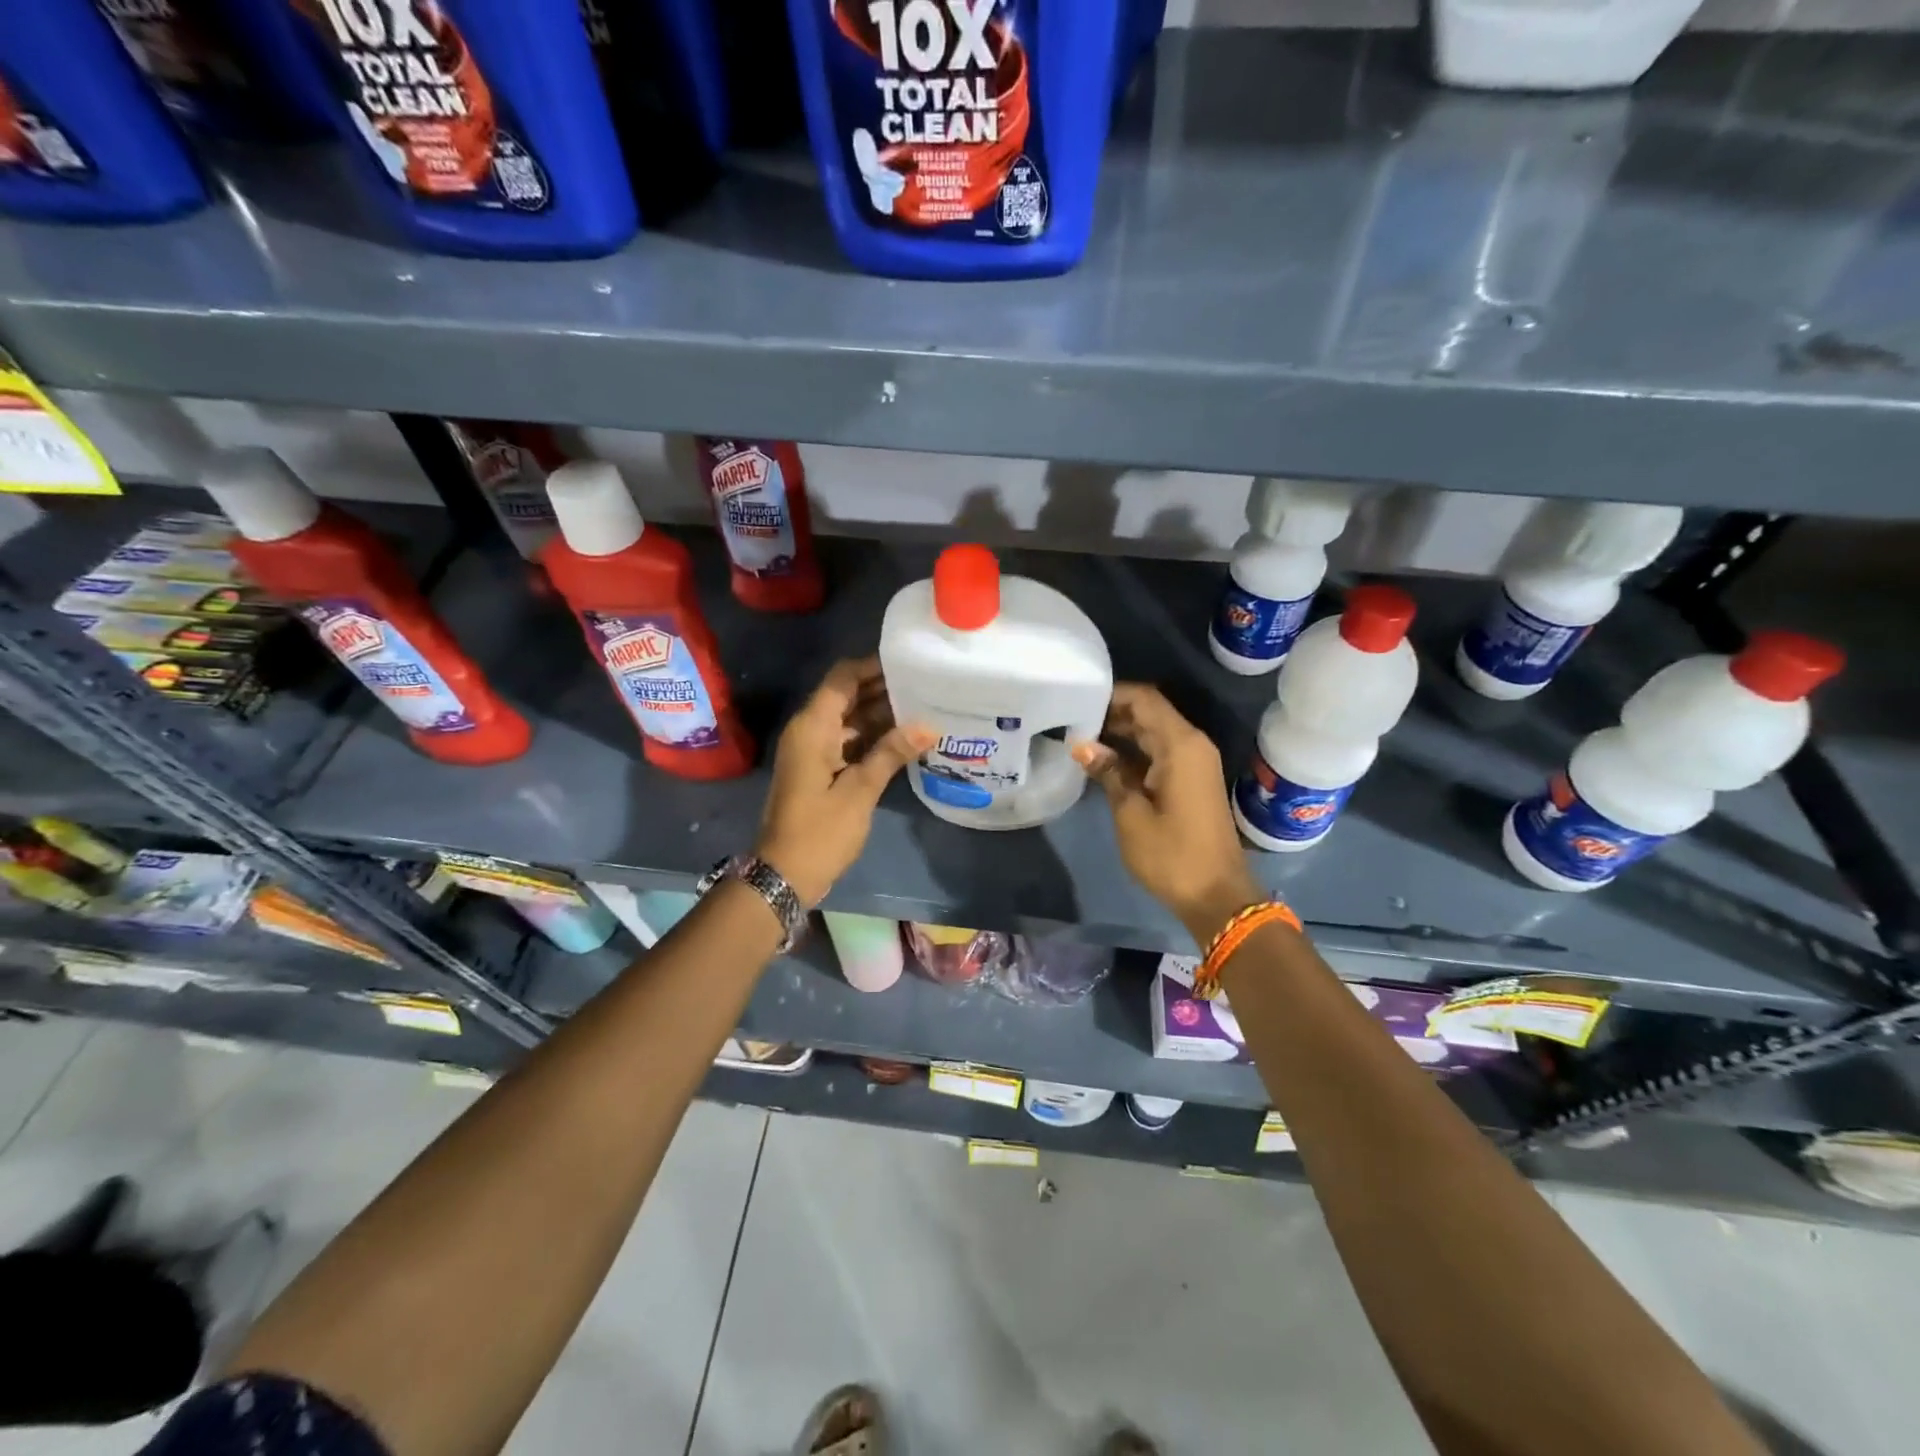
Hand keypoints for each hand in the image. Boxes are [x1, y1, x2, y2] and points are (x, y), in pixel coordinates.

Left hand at [754, 657, 932, 906]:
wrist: (784, 874)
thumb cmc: (819, 831)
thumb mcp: (859, 790)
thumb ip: (891, 753)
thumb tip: (928, 726)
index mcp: (812, 726)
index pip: (843, 678)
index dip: (873, 666)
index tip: (910, 664)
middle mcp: (810, 731)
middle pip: (847, 696)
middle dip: (883, 689)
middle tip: (927, 686)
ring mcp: (814, 751)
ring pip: (851, 720)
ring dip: (882, 715)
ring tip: (925, 708)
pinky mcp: (820, 770)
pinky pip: (849, 742)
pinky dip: (874, 738)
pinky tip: (906, 740)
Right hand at [1073, 684, 1261, 943]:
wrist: (1217, 896)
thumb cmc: (1171, 855)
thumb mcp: (1131, 814)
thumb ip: (1109, 772)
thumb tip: (1082, 745)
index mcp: (1180, 745)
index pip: (1144, 699)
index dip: (1112, 694)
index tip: (1077, 698)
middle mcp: (1191, 744)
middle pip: (1149, 712)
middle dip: (1112, 712)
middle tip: (1070, 718)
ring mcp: (1193, 763)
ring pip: (1153, 732)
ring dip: (1120, 733)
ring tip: (1079, 737)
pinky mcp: (1190, 780)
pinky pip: (1159, 752)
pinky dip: (1132, 751)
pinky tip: (1102, 760)